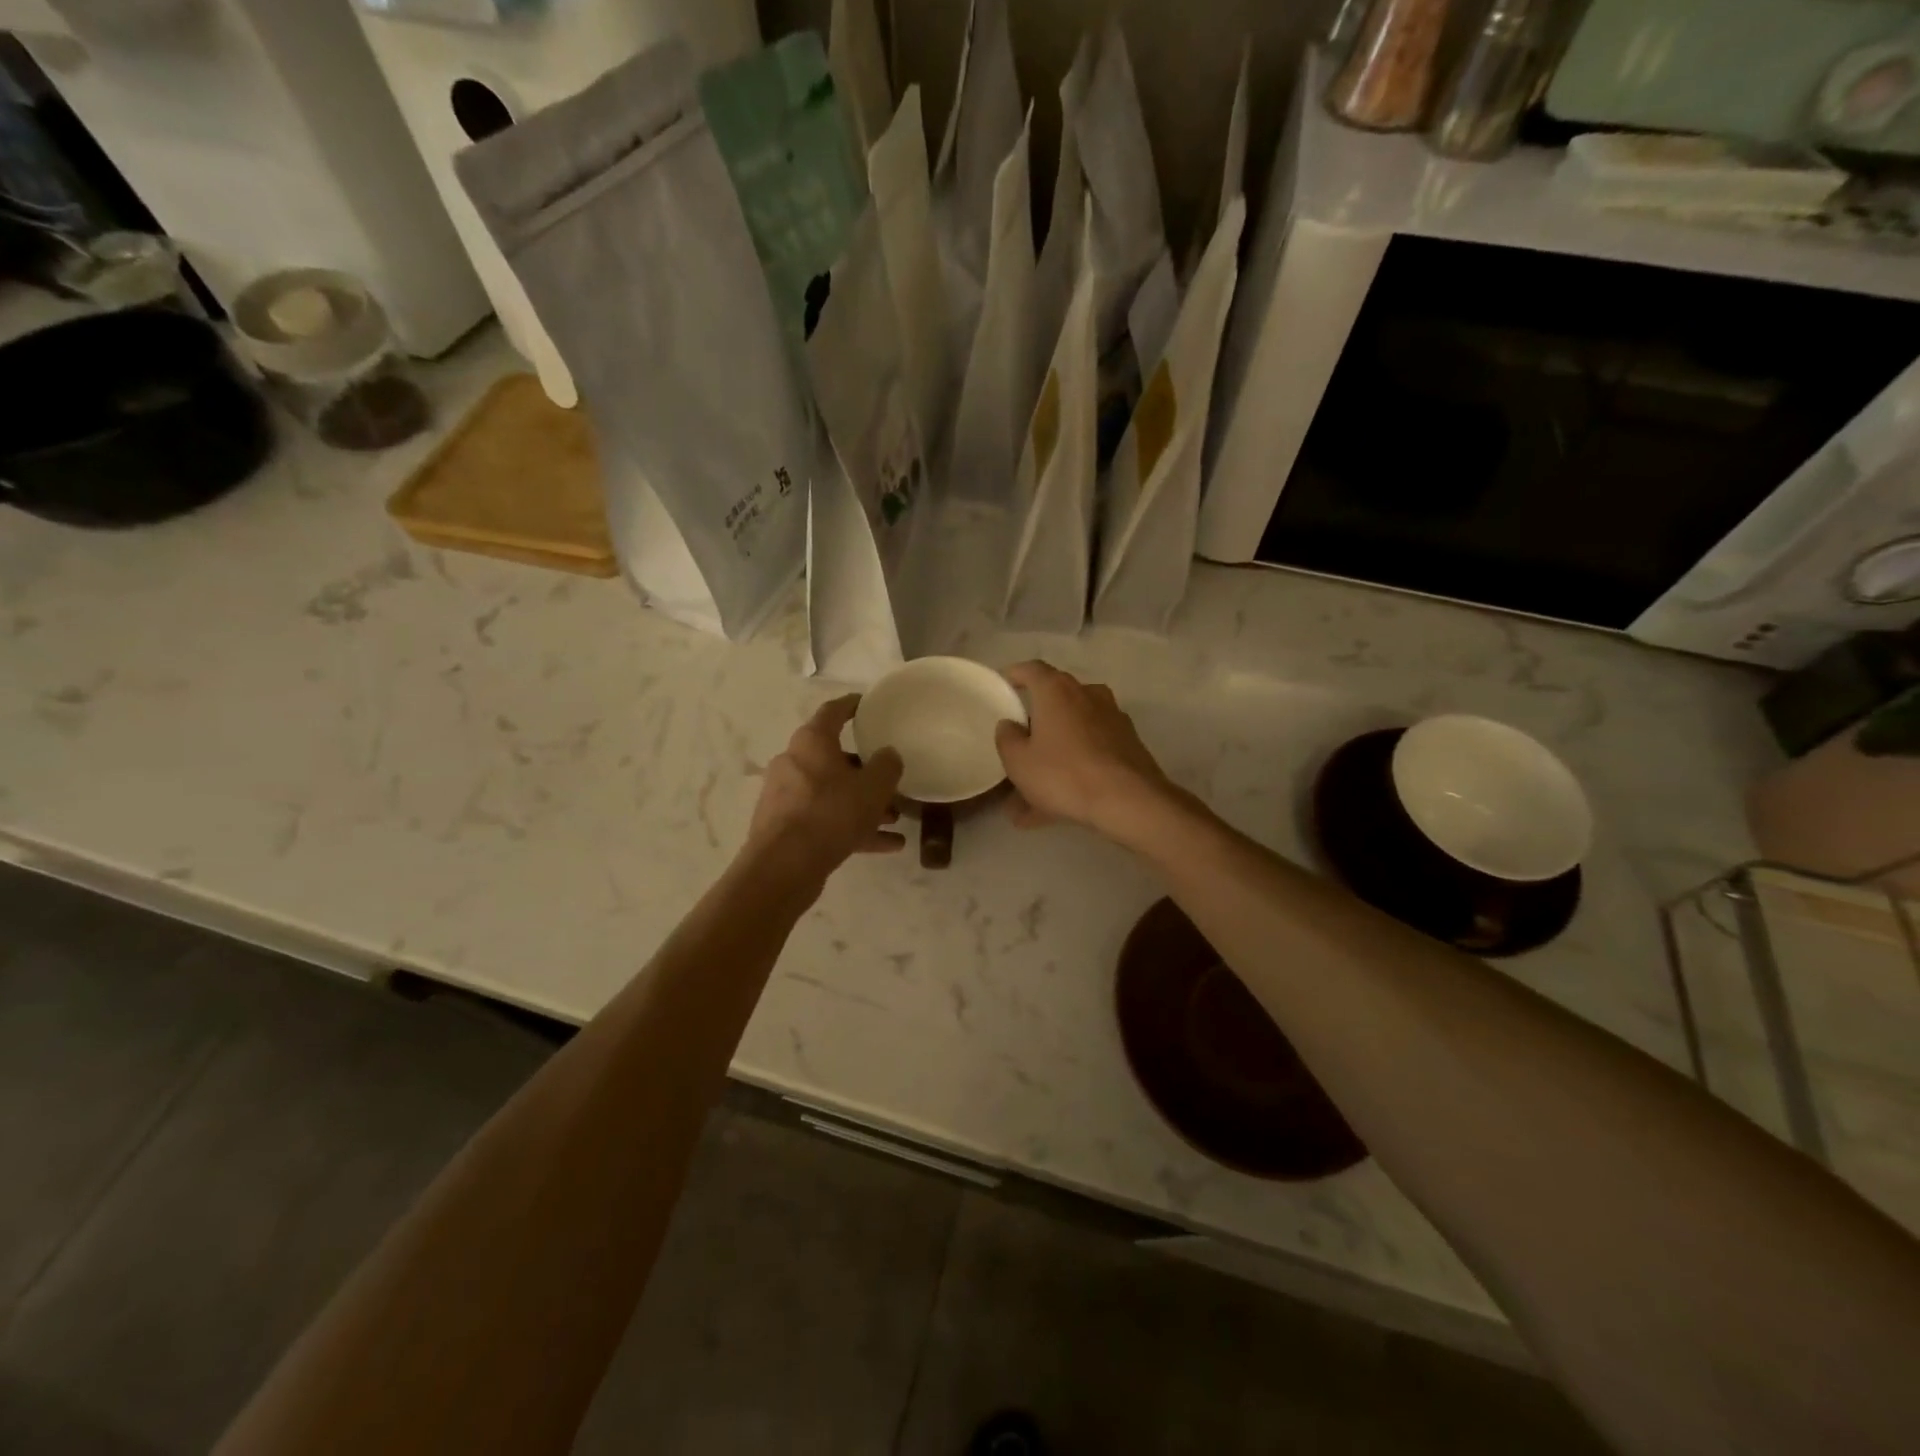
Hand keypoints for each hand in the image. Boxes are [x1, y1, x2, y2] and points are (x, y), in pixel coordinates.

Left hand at [745, 696, 903, 890]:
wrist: (784, 866)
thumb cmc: (831, 813)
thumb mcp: (873, 788)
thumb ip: (887, 766)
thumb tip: (888, 754)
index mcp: (812, 742)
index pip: (833, 712)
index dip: (853, 706)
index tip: (868, 705)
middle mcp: (794, 762)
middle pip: (834, 758)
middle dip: (865, 770)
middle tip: (890, 778)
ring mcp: (787, 796)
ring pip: (832, 793)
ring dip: (862, 803)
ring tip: (895, 818)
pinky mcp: (786, 827)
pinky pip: (826, 820)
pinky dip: (853, 828)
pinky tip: (887, 845)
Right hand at [993, 661, 1175, 841]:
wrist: (1129, 800)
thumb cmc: (1064, 774)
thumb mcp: (1019, 761)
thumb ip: (1007, 738)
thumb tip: (1010, 725)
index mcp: (1057, 691)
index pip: (1032, 669)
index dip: (1015, 674)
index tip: (1004, 684)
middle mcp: (1087, 695)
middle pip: (1055, 701)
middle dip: (1035, 723)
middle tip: (1018, 744)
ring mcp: (1112, 719)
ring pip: (1073, 733)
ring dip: (1053, 754)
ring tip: (1032, 794)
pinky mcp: (1128, 745)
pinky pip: (1090, 753)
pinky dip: (1073, 771)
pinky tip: (1058, 806)